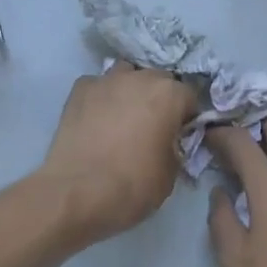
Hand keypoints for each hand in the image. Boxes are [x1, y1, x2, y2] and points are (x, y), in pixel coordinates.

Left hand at [35, 64, 197, 246]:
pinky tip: (95, 120)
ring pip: (127, 75)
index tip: (179, 135)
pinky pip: (98, 86)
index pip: (189, 96)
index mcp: (169, 95)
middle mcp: (141, 77)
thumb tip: (169, 142)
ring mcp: (107, 80)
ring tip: (123, 118)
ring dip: (130, 91)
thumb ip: (175, 147)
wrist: (77, 191)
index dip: (186, 117)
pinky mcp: (80, 89)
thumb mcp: (170, 174)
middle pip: (158, 80)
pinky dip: (101, 98)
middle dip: (159, 99)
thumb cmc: (132, 185)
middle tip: (151, 127)